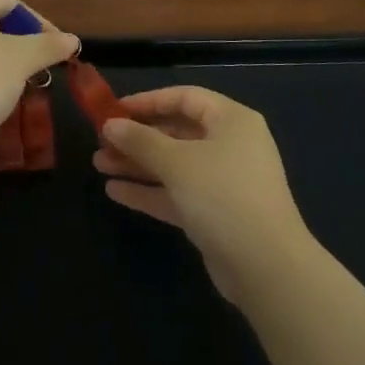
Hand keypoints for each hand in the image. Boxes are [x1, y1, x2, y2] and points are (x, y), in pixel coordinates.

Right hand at [92, 85, 312, 301]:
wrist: (266, 267)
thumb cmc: (223, 195)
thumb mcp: (177, 162)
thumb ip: (141, 141)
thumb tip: (110, 124)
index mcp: (231, 120)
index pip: (185, 98)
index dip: (148, 101)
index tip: (114, 110)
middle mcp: (230, 145)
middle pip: (177, 132)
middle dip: (138, 137)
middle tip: (101, 141)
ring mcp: (223, 181)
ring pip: (174, 165)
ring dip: (138, 164)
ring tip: (99, 164)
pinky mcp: (215, 214)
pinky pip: (177, 193)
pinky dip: (149, 191)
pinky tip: (115, 191)